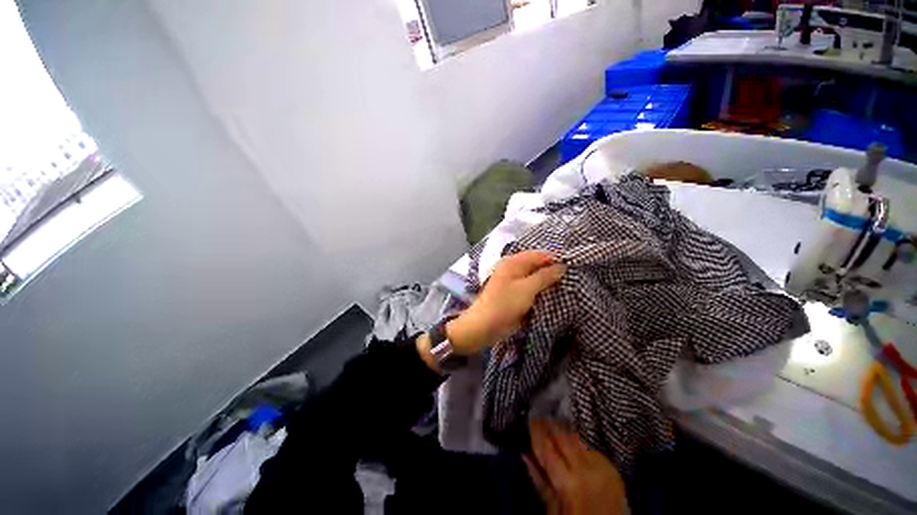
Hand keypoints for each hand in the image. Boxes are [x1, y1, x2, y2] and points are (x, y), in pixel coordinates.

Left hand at [449, 250, 564, 353]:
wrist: (484, 325)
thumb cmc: (505, 304)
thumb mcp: (527, 289)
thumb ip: (545, 276)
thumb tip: (562, 266)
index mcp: (514, 261)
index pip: (540, 254)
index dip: (556, 260)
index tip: (574, 268)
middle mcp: (513, 267)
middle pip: (537, 264)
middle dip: (553, 271)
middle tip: (572, 278)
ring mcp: (513, 280)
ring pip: (535, 276)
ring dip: (547, 281)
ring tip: (567, 286)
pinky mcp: (514, 293)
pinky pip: (531, 287)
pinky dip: (541, 289)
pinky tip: (552, 294)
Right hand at [525, 419, 626, 514]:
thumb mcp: (553, 509)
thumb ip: (539, 481)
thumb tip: (525, 455)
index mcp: (568, 482)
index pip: (547, 447)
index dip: (538, 431)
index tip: (532, 421)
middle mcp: (586, 471)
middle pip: (564, 437)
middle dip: (551, 426)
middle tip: (542, 418)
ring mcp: (602, 469)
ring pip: (578, 439)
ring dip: (565, 434)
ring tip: (556, 429)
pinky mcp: (613, 469)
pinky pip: (591, 449)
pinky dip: (580, 446)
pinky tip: (574, 448)